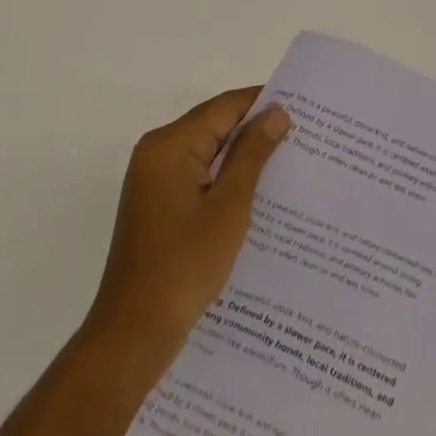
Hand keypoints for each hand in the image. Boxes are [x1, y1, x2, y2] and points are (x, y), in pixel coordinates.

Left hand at [84, 88, 291, 363]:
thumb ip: (252, 154)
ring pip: (207, 152)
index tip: (302, 106)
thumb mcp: (229, 206)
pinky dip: (224, 178)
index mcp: (169, 144)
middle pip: (214, 126)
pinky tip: (256, 192)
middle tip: (301, 135)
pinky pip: (197, 175)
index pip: (224, 107)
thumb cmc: (184, 265)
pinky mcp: (157, 203)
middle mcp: (157, 152)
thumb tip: (276, 112)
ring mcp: (154, 179)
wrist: (134, 333)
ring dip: (241, 156)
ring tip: (287, 160)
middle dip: (254, 129)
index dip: (262, 103)